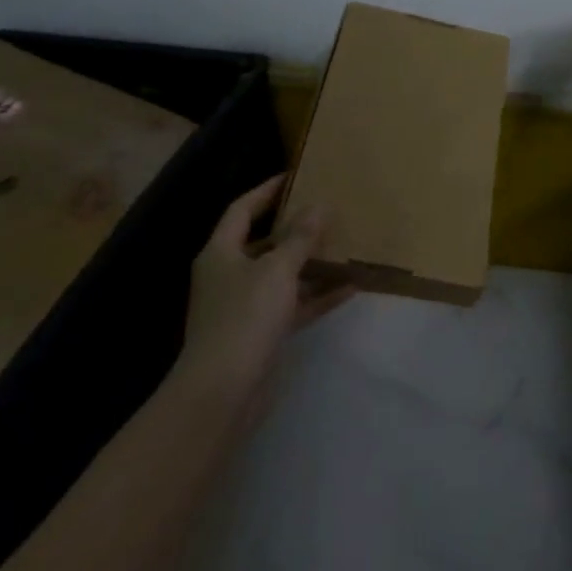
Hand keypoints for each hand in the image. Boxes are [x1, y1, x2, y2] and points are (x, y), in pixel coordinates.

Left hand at [168, 176, 353, 432]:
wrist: (222, 393)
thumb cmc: (244, 318)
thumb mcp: (277, 269)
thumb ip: (300, 237)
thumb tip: (319, 205)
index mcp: (221, 253)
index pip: (241, 210)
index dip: (266, 191)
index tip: (295, 176)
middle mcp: (229, 276)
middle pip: (264, 242)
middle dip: (296, 228)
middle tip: (328, 210)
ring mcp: (244, 307)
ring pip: (282, 275)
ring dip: (312, 263)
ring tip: (346, 246)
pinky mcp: (260, 334)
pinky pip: (293, 304)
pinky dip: (317, 295)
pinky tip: (350, 287)